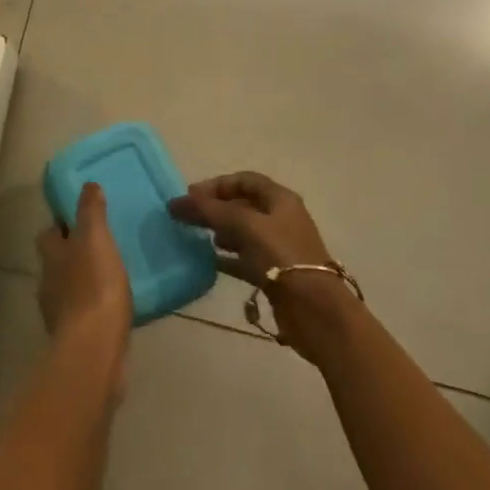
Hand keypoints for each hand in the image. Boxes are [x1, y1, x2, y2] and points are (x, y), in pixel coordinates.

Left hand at [36, 182, 132, 368]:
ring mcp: (58, 312)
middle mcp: (48, 281)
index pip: (49, 233)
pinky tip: (112, 307)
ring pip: (68, 287)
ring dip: (83, 281)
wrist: (94, 348)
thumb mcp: (96, 238)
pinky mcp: (74, 337)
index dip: (62, 225)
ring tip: (110, 276)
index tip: (80, 219)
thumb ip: (91, 211)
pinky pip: (83, 313)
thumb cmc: (94, 285)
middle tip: (100, 246)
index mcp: (51, 255)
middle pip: (56, 261)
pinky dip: (93, 307)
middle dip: (73, 253)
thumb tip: (88, 184)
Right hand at [168, 171, 350, 361]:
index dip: (216, 184)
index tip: (190, 196)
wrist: (314, 309)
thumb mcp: (243, 225)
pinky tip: (207, 262)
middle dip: (215, 208)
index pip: (244, 180)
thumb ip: (209, 211)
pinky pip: (244, 258)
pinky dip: (226, 257)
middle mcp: (280, 218)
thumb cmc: (281, 256)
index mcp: (280, 199)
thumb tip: (175, 202)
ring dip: (219, 231)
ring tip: (197, 237)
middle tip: (188, 217)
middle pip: (242, 204)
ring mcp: (278, 246)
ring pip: (242, 231)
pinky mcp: (273, 272)